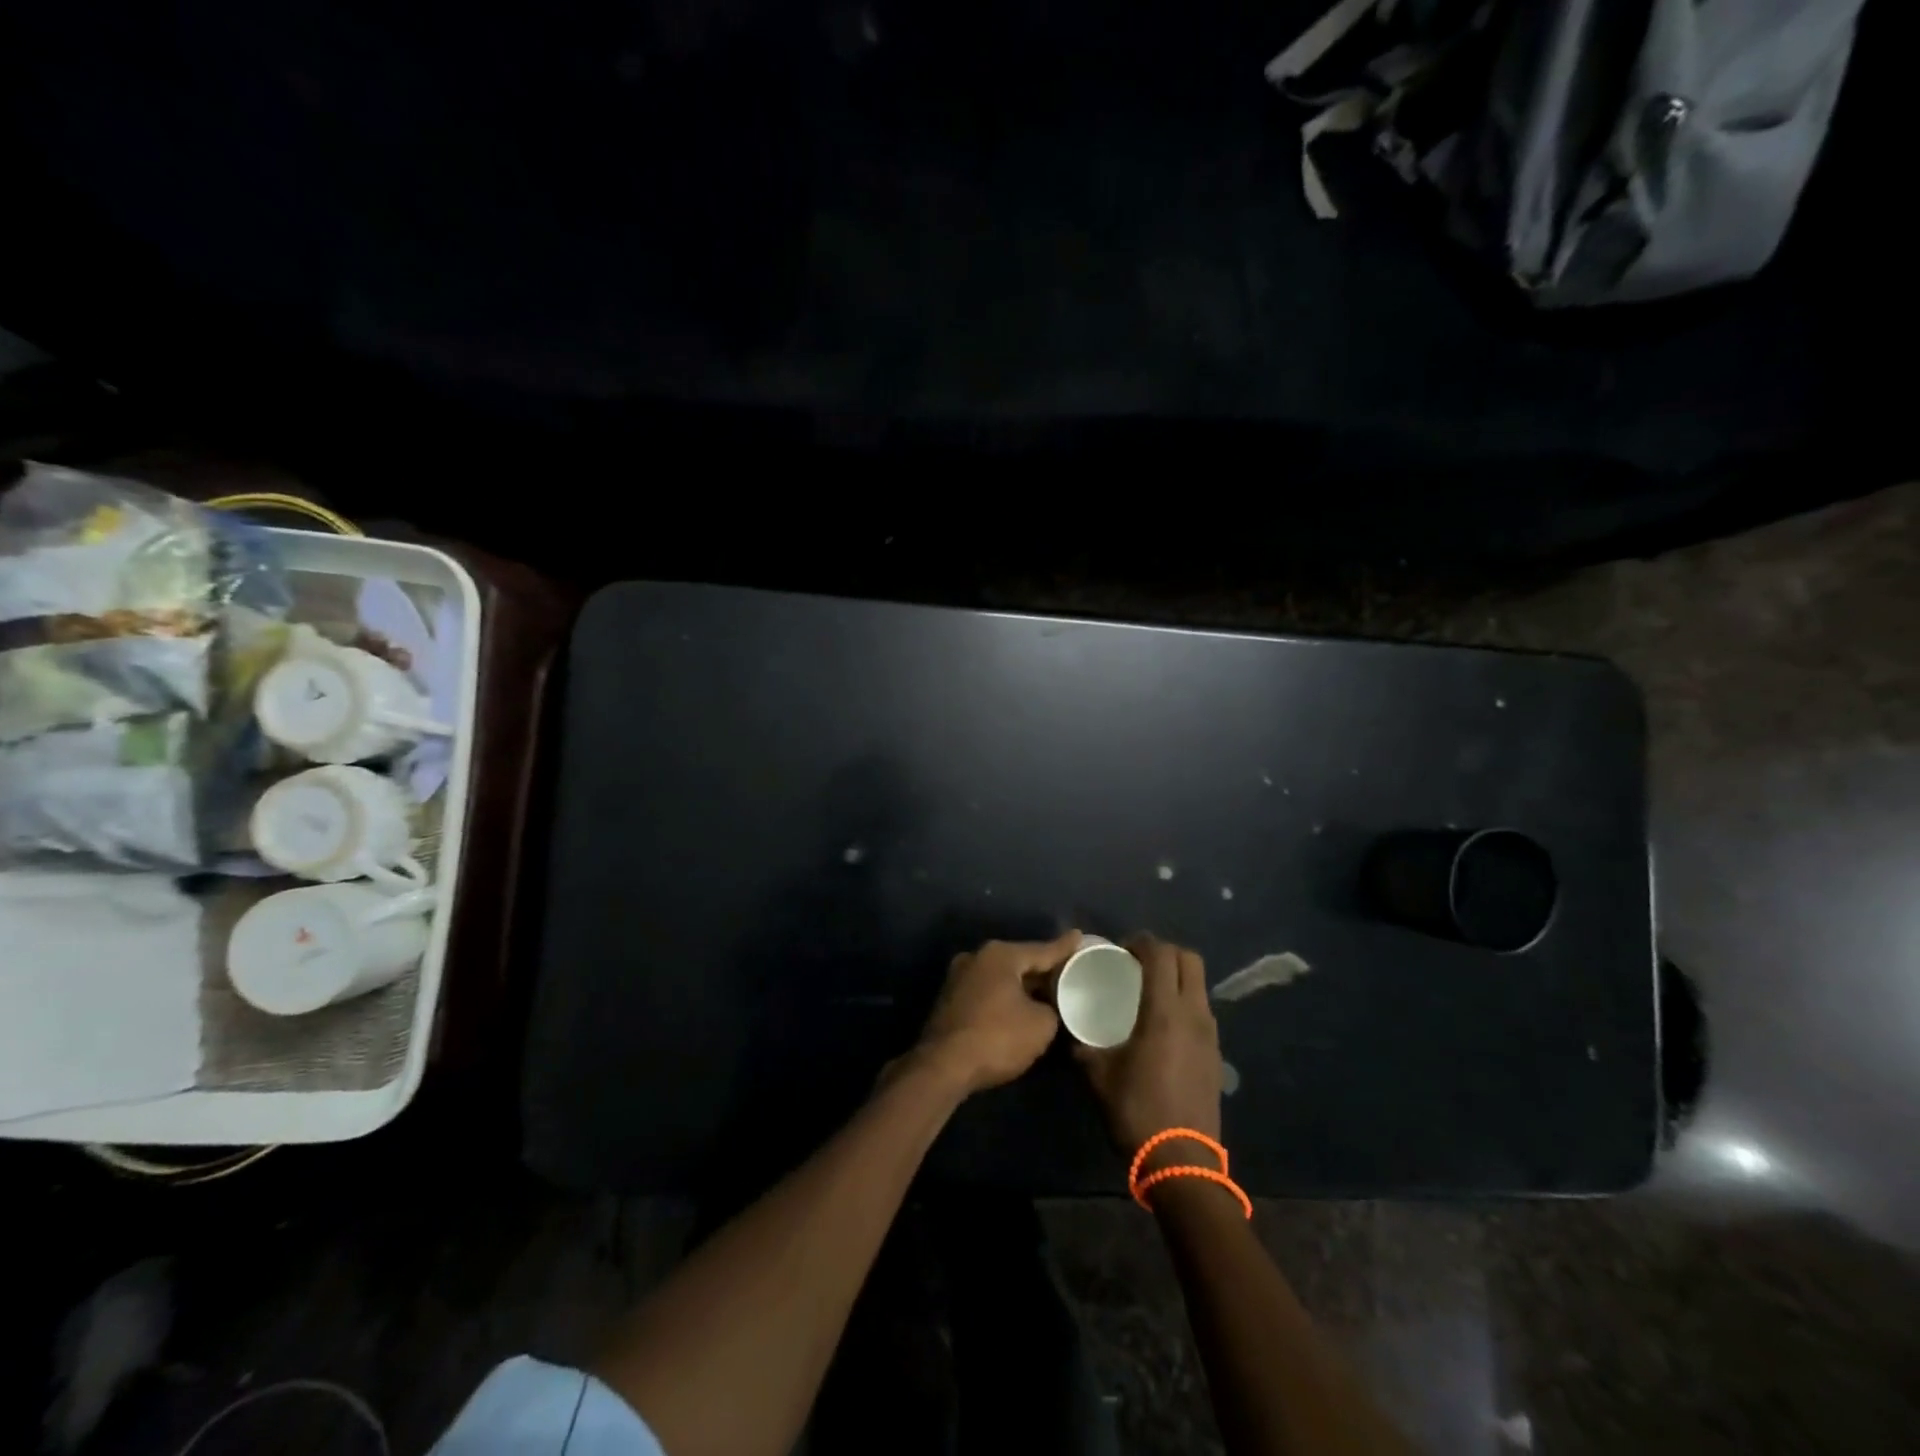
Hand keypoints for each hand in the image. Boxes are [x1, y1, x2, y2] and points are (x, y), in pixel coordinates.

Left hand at [911, 933, 1077, 1095]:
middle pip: (1019, 961)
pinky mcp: (949, 999)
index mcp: (1000, 955)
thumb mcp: (1041, 1025)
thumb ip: (1052, 1009)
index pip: (1041, 950)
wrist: (943, 1066)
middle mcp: (976, 957)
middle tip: (1066, 972)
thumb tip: (1046, 1008)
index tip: (1079, 936)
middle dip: (1042, 969)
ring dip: (1021, 986)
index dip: (1064, 947)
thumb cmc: (997, 1037)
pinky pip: (986, 991)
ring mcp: (958, 977)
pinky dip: (1003, 997)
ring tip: (1045, 992)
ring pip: (1001, 977)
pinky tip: (1017, 1009)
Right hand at [1076, 935, 1221, 1159]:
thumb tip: (1069, 1026)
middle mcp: (1193, 1014)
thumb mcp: (1097, 1074)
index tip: (1120, 950)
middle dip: (1164, 952)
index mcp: (1164, 1012)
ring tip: (1149, 992)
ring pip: (1199, 985)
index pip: (1161, 954)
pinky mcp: (1215, 1054)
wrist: (1182, 1162)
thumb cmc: (1136, 1111)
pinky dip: (1184, 1002)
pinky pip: (1202, 1010)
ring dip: (1177, 976)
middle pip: (1189, 959)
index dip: (1141, 942)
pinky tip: (1162, 1025)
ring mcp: (1210, 1034)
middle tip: (1137, 964)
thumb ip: (1082, 1043)